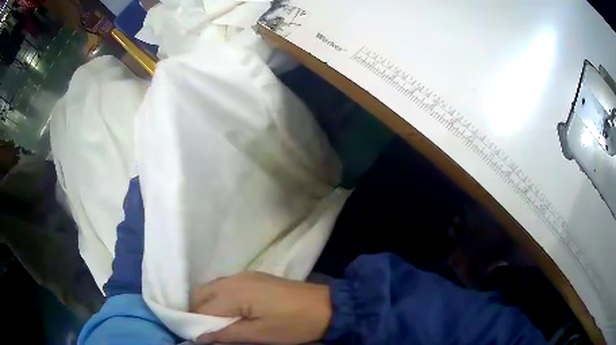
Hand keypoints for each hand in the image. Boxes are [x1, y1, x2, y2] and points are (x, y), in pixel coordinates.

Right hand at [190, 272, 331, 343]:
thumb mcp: (260, 334)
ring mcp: (244, 275)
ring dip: (208, 305)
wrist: (327, 306)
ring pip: (212, 289)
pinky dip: (220, 299)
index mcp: (233, 292)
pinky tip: (229, 313)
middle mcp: (234, 279)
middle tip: (205, 333)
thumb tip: (198, 338)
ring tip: (215, 326)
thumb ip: (226, 335)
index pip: (201, 308)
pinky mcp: (253, 277)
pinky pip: (225, 287)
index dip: (194, 324)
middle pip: (201, 294)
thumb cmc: (294, 324)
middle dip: (197, 312)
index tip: (194, 338)